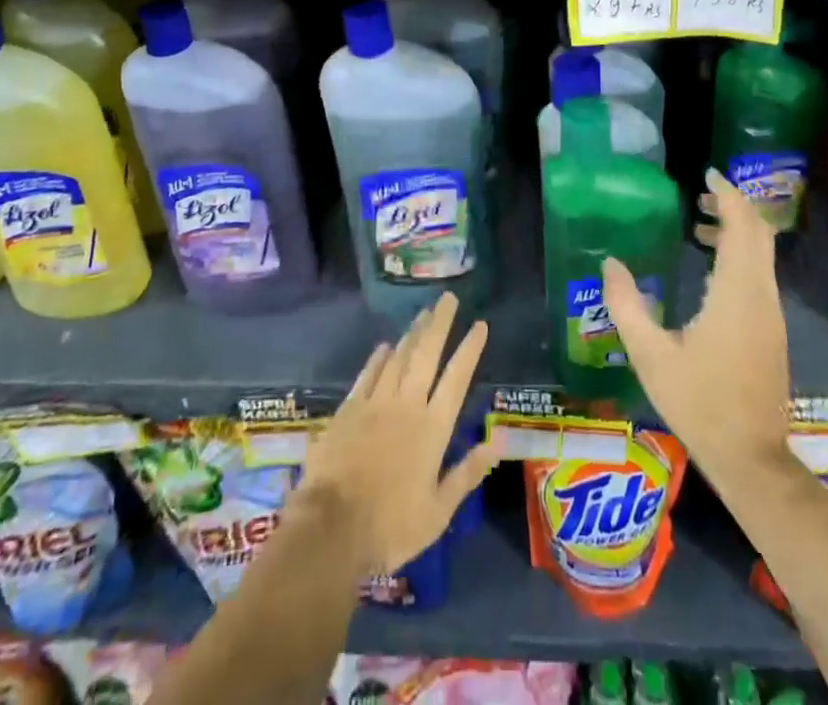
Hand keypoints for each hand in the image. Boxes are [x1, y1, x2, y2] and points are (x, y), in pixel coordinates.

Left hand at [294, 292, 500, 575]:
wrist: (331, 529)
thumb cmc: (391, 527)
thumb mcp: (438, 511)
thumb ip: (467, 473)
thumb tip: (497, 442)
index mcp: (433, 428)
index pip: (457, 378)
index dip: (470, 349)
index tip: (480, 324)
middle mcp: (407, 405)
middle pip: (426, 354)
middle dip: (439, 323)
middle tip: (448, 298)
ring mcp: (375, 403)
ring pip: (398, 358)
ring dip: (412, 334)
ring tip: (423, 313)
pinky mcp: (348, 410)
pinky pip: (367, 375)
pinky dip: (378, 358)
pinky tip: (384, 346)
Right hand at [601, 170, 792, 492]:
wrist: (751, 459)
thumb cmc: (700, 403)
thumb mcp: (651, 355)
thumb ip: (627, 305)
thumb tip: (611, 263)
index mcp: (736, 293)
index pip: (742, 226)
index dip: (728, 194)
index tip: (707, 174)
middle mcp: (761, 295)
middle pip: (758, 234)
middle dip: (733, 207)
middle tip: (700, 194)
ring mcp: (771, 314)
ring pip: (761, 255)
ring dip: (736, 232)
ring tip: (697, 227)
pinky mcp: (771, 330)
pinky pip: (759, 275)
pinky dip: (739, 256)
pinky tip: (708, 271)